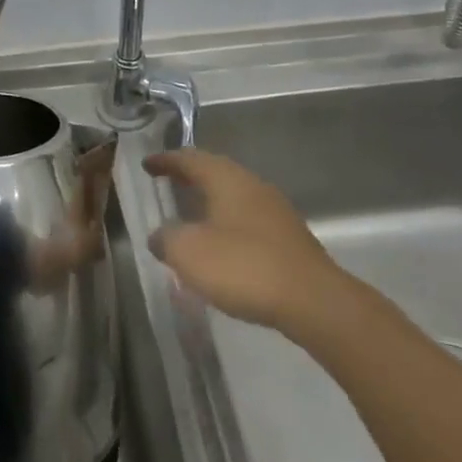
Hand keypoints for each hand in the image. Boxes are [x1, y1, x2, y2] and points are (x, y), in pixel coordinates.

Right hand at [144, 149, 356, 342]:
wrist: (315, 303)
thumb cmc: (244, 267)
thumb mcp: (189, 253)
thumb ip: (166, 239)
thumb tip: (160, 236)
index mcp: (226, 178)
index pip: (189, 158)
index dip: (165, 160)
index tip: (146, 165)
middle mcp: (252, 185)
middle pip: (214, 172)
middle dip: (189, 177)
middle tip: (166, 184)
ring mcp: (275, 211)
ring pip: (233, 196)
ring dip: (210, 202)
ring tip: (190, 217)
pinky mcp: (289, 239)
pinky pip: (248, 220)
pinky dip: (227, 224)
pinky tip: (221, 247)